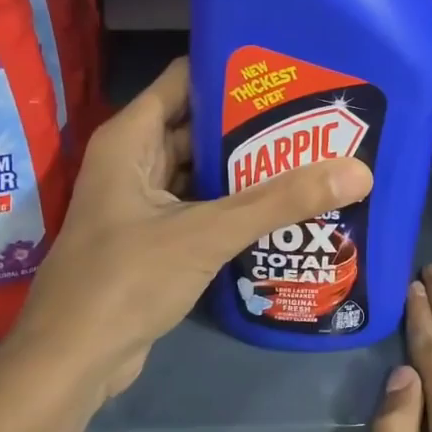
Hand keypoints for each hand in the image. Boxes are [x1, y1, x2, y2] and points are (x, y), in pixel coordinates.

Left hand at [14, 58, 372, 397]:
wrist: (74, 359)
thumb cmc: (126, 280)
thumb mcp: (205, 233)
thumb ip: (278, 202)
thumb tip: (358, 171)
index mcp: (131, 139)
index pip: (185, 80)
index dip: (233, 72)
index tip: (290, 73)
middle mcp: (133, 162)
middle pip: (198, 127)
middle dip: (252, 125)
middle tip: (316, 121)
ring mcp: (141, 204)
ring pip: (201, 173)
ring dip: (246, 171)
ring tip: (311, 160)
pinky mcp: (153, 241)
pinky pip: (199, 210)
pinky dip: (233, 208)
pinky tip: (281, 211)